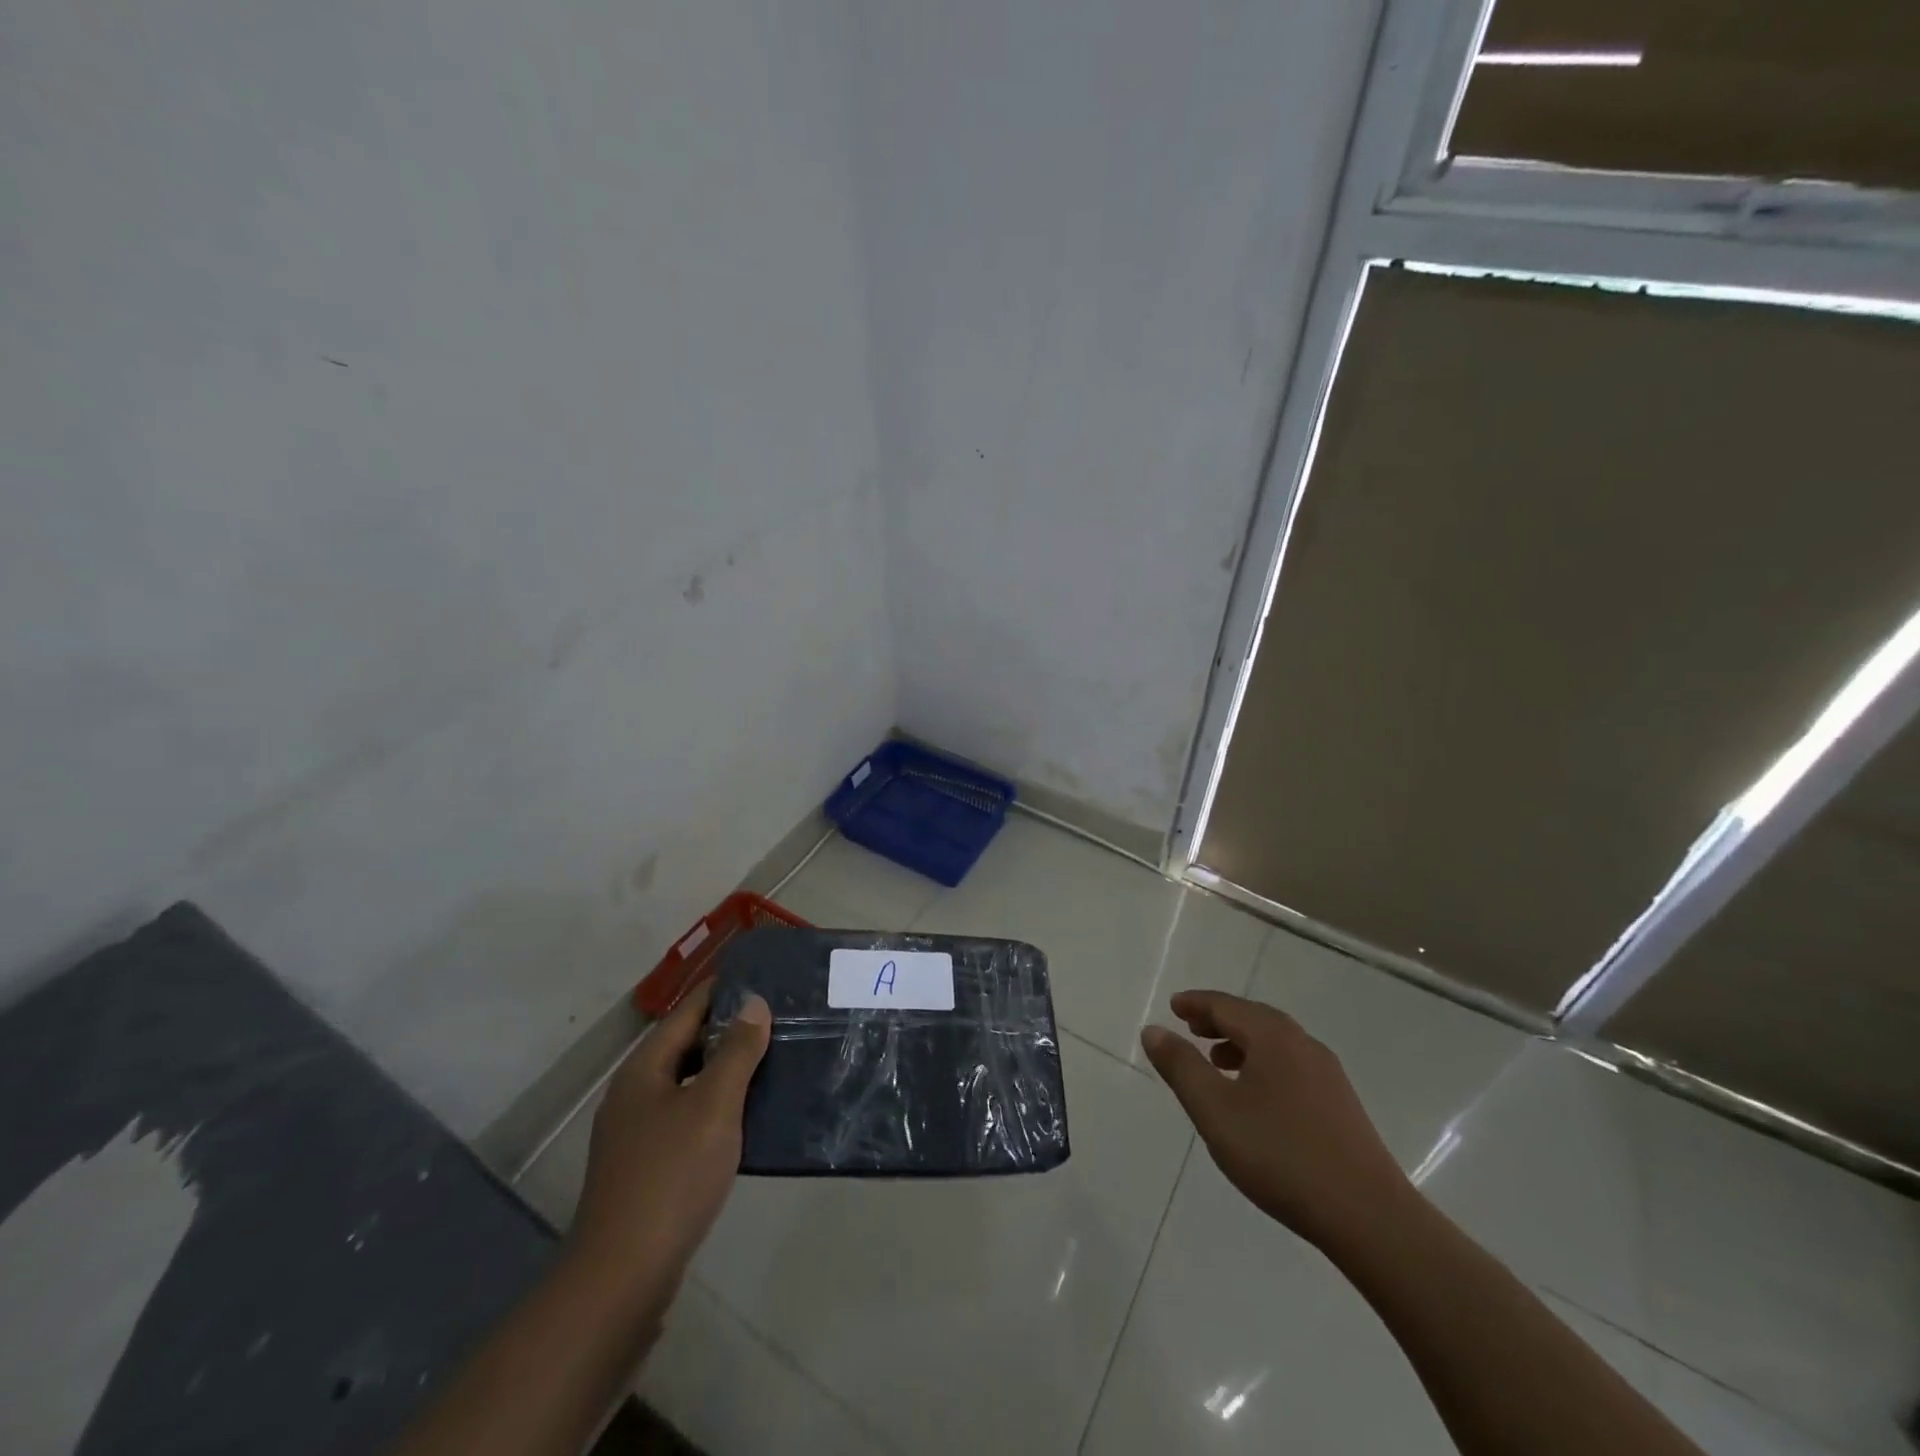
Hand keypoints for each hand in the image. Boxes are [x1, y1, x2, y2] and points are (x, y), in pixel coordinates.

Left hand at [567, 979, 770, 1306]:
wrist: (621, 1280)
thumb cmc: (671, 1179)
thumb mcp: (713, 1106)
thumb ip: (736, 1051)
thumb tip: (754, 1002)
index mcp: (644, 1070)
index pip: (688, 1011)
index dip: (724, 990)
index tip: (764, 975)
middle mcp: (635, 1093)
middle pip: (687, 1045)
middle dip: (731, 1029)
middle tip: (781, 1017)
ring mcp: (637, 1133)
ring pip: (689, 1083)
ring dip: (727, 1069)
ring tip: (775, 1059)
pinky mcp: (647, 1167)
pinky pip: (688, 1117)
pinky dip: (718, 1106)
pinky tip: (749, 1116)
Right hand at [1140, 990, 1410, 1251]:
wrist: (1369, 1217)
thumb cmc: (1280, 1156)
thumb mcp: (1214, 1110)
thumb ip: (1180, 1067)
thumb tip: (1153, 1030)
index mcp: (1273, 1037)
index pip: (1226, 1006)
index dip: (1196, 1004)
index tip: (1174, 1007)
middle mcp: (1303, 1044)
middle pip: (1253, 1018)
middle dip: (1219, 1020)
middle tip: (1191, 1028)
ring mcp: (1328, 1075)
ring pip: (1275, 1043)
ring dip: (1242, 1043)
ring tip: (1217, 1062)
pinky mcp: (1341, 1105)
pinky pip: (1292, 1066)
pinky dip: (1264, 1064)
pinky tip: (1256, 1097)